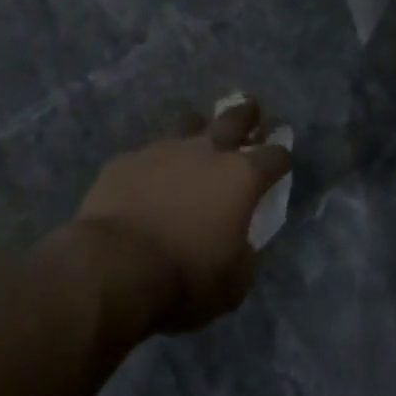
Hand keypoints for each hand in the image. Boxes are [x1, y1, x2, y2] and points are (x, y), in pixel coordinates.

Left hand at [73, 99, 291, 331]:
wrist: (114, 266)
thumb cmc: (185, 278)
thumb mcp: (234, 283)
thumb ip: (245, 254)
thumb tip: (242, 242)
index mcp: (242, 177)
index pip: (275, 155)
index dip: (282, 157)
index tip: (282, 160)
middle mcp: (208, 151)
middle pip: (236, 116)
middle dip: (248, 113)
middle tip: (252, 112)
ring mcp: (165, 149)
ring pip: (189, 123)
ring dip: (199, 129)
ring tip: (198, 139)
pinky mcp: (128, 159)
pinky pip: (148, 152)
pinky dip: (156, 163)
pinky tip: (149, 178)